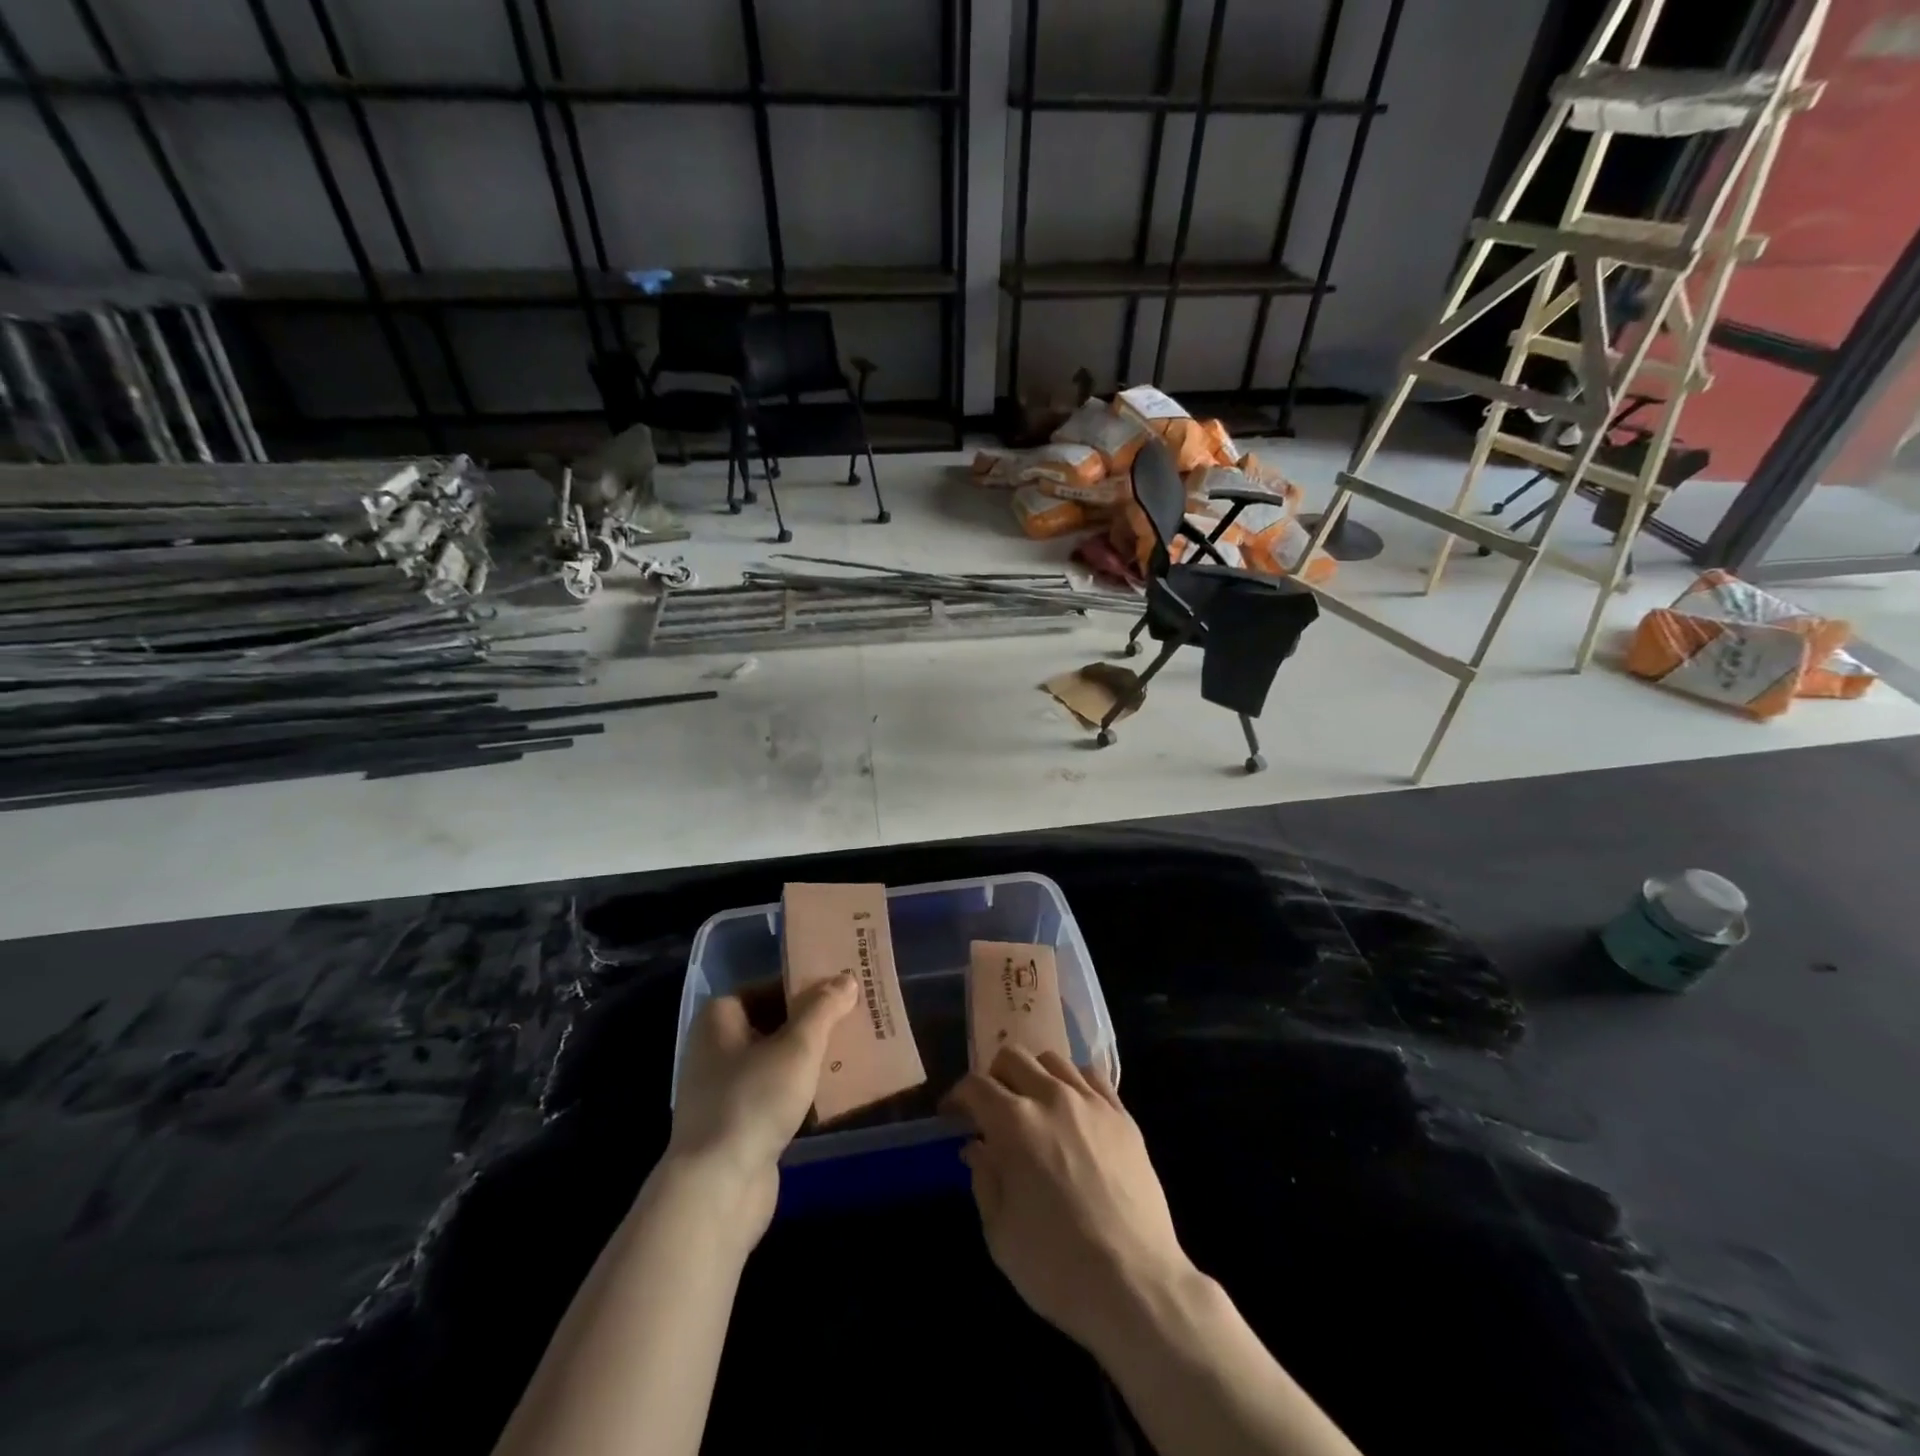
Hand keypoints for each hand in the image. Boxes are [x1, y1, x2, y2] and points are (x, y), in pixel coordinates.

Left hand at [667, 973, 857, 1237]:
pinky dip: (802, 1089)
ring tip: (855, 1049)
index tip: (842, 988)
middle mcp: (716, 1048)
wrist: (717, 1189)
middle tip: (856, 1016)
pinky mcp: (737, 1124)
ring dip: (811, 1057)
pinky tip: (836, 1090)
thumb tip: (846, 978)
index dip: (805, 985)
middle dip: (814, 1022)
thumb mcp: (798, 1046)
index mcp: (719, 1018)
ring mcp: (724, 1089)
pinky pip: (776, 1093)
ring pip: (777, 1060)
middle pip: (774, 1022)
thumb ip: (824, 1008)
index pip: (768, 987)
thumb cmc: (753, 1100)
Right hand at [942, 1047, 1191, 1354]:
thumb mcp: (1000, 1233)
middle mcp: (1051, 1097)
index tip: (952, 1115)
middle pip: (1013, 1057)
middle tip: (992, 1110)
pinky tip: (1073, 1109)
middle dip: (994, 1077)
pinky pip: (1092, 1076)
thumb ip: (984, 1179)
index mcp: (1014, 1123)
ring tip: (1034, 1106)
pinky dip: (1074, 1082)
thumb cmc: (1057, 1266)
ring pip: (1053, 1060)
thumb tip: (977, 1147)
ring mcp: (1091, 1102)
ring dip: (1034, 1075)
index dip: (957, 1096)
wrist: (1136, 1285)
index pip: (975, 1086)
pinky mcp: (1123, 1116)